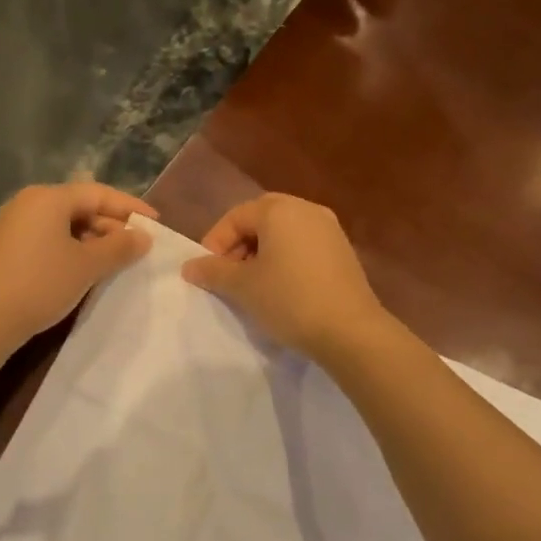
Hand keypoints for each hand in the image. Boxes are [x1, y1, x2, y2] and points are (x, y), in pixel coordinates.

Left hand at [0, 181, 156, 346]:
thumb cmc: (41, 283)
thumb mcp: (88, 265)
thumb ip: (120, 247)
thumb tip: (143, 236)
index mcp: (48, 197)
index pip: (98, 193)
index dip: (130, 207)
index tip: (155, 223)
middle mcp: (29, 203)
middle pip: (80, 206)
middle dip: (111, 226)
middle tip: (136, 248)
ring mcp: (14, 224)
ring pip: (64, 224)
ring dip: (93, 240)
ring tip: (114, 262)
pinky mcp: (7, 247)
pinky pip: (49, 238)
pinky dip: (72, 249)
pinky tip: (85, 270)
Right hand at [182, 193, 390, 360]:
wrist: (350, 331)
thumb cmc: (289, 299)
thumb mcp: (243, 287)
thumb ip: (213, 272)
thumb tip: (189, 267)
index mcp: (280, 210)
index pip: (236, 216)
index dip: (215, 243)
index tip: (208, 272)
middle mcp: (306, 209)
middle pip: (261, 219)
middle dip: (239, 246)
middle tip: (228, 276)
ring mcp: (329, 229)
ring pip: (283, 233)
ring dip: (262, 253)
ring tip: (252, 285)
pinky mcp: (343, 251)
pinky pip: (304, 245)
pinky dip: (286, 259)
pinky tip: (281, 288)